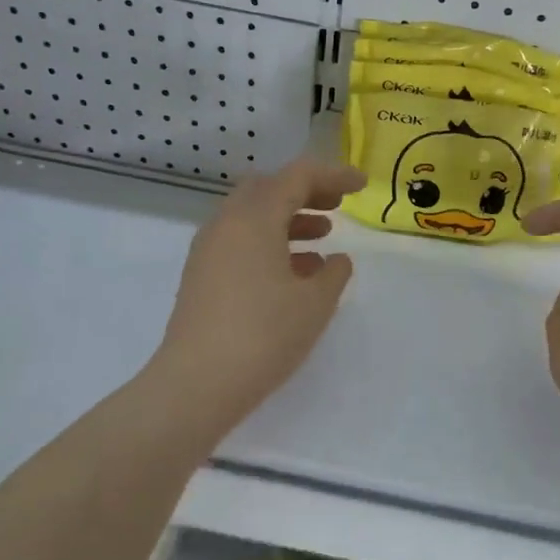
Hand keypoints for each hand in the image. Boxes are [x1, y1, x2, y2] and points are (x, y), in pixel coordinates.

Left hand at [151, 158, 365, 421]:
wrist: (197, 384)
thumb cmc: (264, 336)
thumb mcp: (315, 304)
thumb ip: (334, 274)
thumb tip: (337, 260)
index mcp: (254, 218)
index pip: (297, 176)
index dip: (333, 175)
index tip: (362, 186)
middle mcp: (226, 224)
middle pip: (268, 189)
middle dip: (306, 191)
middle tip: (337, 205)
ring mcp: (208, 250)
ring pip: (252, 217)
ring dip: (289, 219)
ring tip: (323, 237)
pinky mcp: (202, 276)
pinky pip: (240, 242)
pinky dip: (270, 243)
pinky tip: (295, 272)